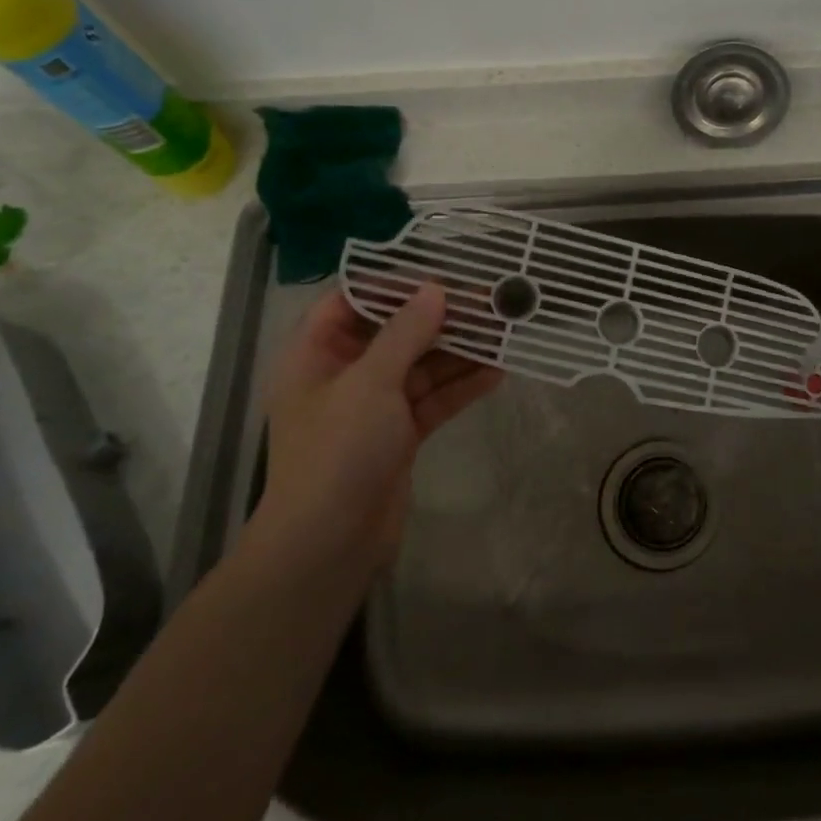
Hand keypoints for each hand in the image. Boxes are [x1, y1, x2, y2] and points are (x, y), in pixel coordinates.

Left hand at [252, 284, 501, 591]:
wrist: (329, 543)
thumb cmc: (338, 451)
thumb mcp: (370, 382)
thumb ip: (405, 332)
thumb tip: (436, 289)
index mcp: (316, 354)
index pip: (351, 301)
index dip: (393, 285)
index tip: (440, 277)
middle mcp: (345, 374)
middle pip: (396, 333)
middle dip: (442, 319)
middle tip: (489, 304)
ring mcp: (374, 406)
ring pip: (422, 366)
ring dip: (460, 352)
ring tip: (504, 333)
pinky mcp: (399, 434)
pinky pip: (434, 399)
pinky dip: (462, 386)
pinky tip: (498, 371)